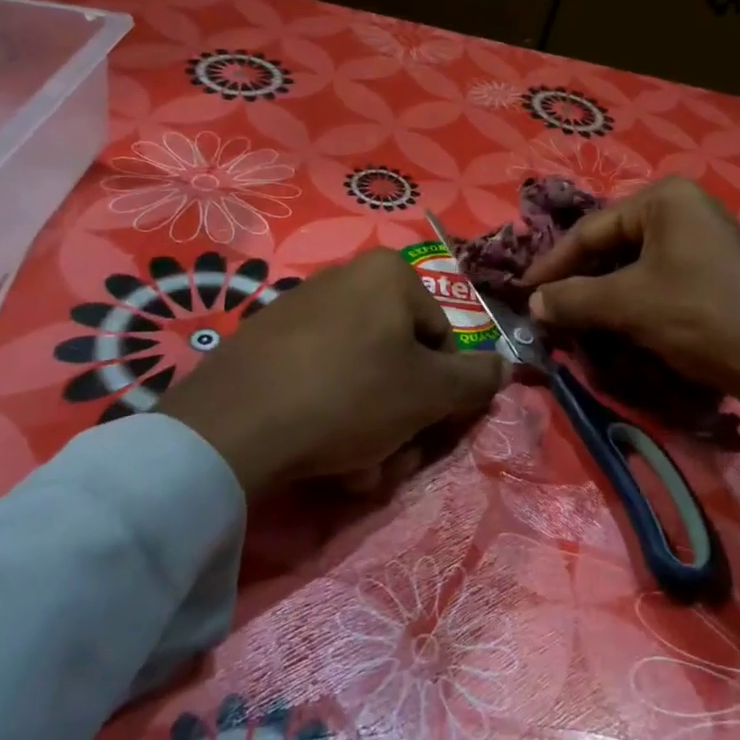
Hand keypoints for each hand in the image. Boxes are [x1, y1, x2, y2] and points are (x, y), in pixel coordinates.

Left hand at [158, 249, 507, 493]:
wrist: (234, 425)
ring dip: (368, 429)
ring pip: (360, 379)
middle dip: (402, 418)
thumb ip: (476, 379)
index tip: (430, 431)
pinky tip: (316, 454)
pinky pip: (318, 382)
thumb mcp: (429, 392)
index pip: (443, 340)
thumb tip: (505, 366)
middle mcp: (346, 279)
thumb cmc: (352, 394)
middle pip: (398, 361)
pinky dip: (327, 419)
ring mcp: (300, 310)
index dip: (444, 393)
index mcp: (390, 274)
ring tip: (351, 465)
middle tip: (391, 457)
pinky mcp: (264, 344)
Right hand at [523, 177, 739, 423]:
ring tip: (578, 321)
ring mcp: (706, 236)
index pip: (591, 229)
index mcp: (665, 198)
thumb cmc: (700, 316)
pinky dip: (635, 299)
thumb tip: (532, 304)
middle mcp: (687, 206)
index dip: (553, 264)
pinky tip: (619, 323)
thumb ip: (573, 298)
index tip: (524, 292)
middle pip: (614, 243)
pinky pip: (662, 276)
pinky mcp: (718, 267)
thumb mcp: (629, 304)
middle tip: (550, 309)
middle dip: (580, 280)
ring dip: (605, 293)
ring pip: (637, 263)